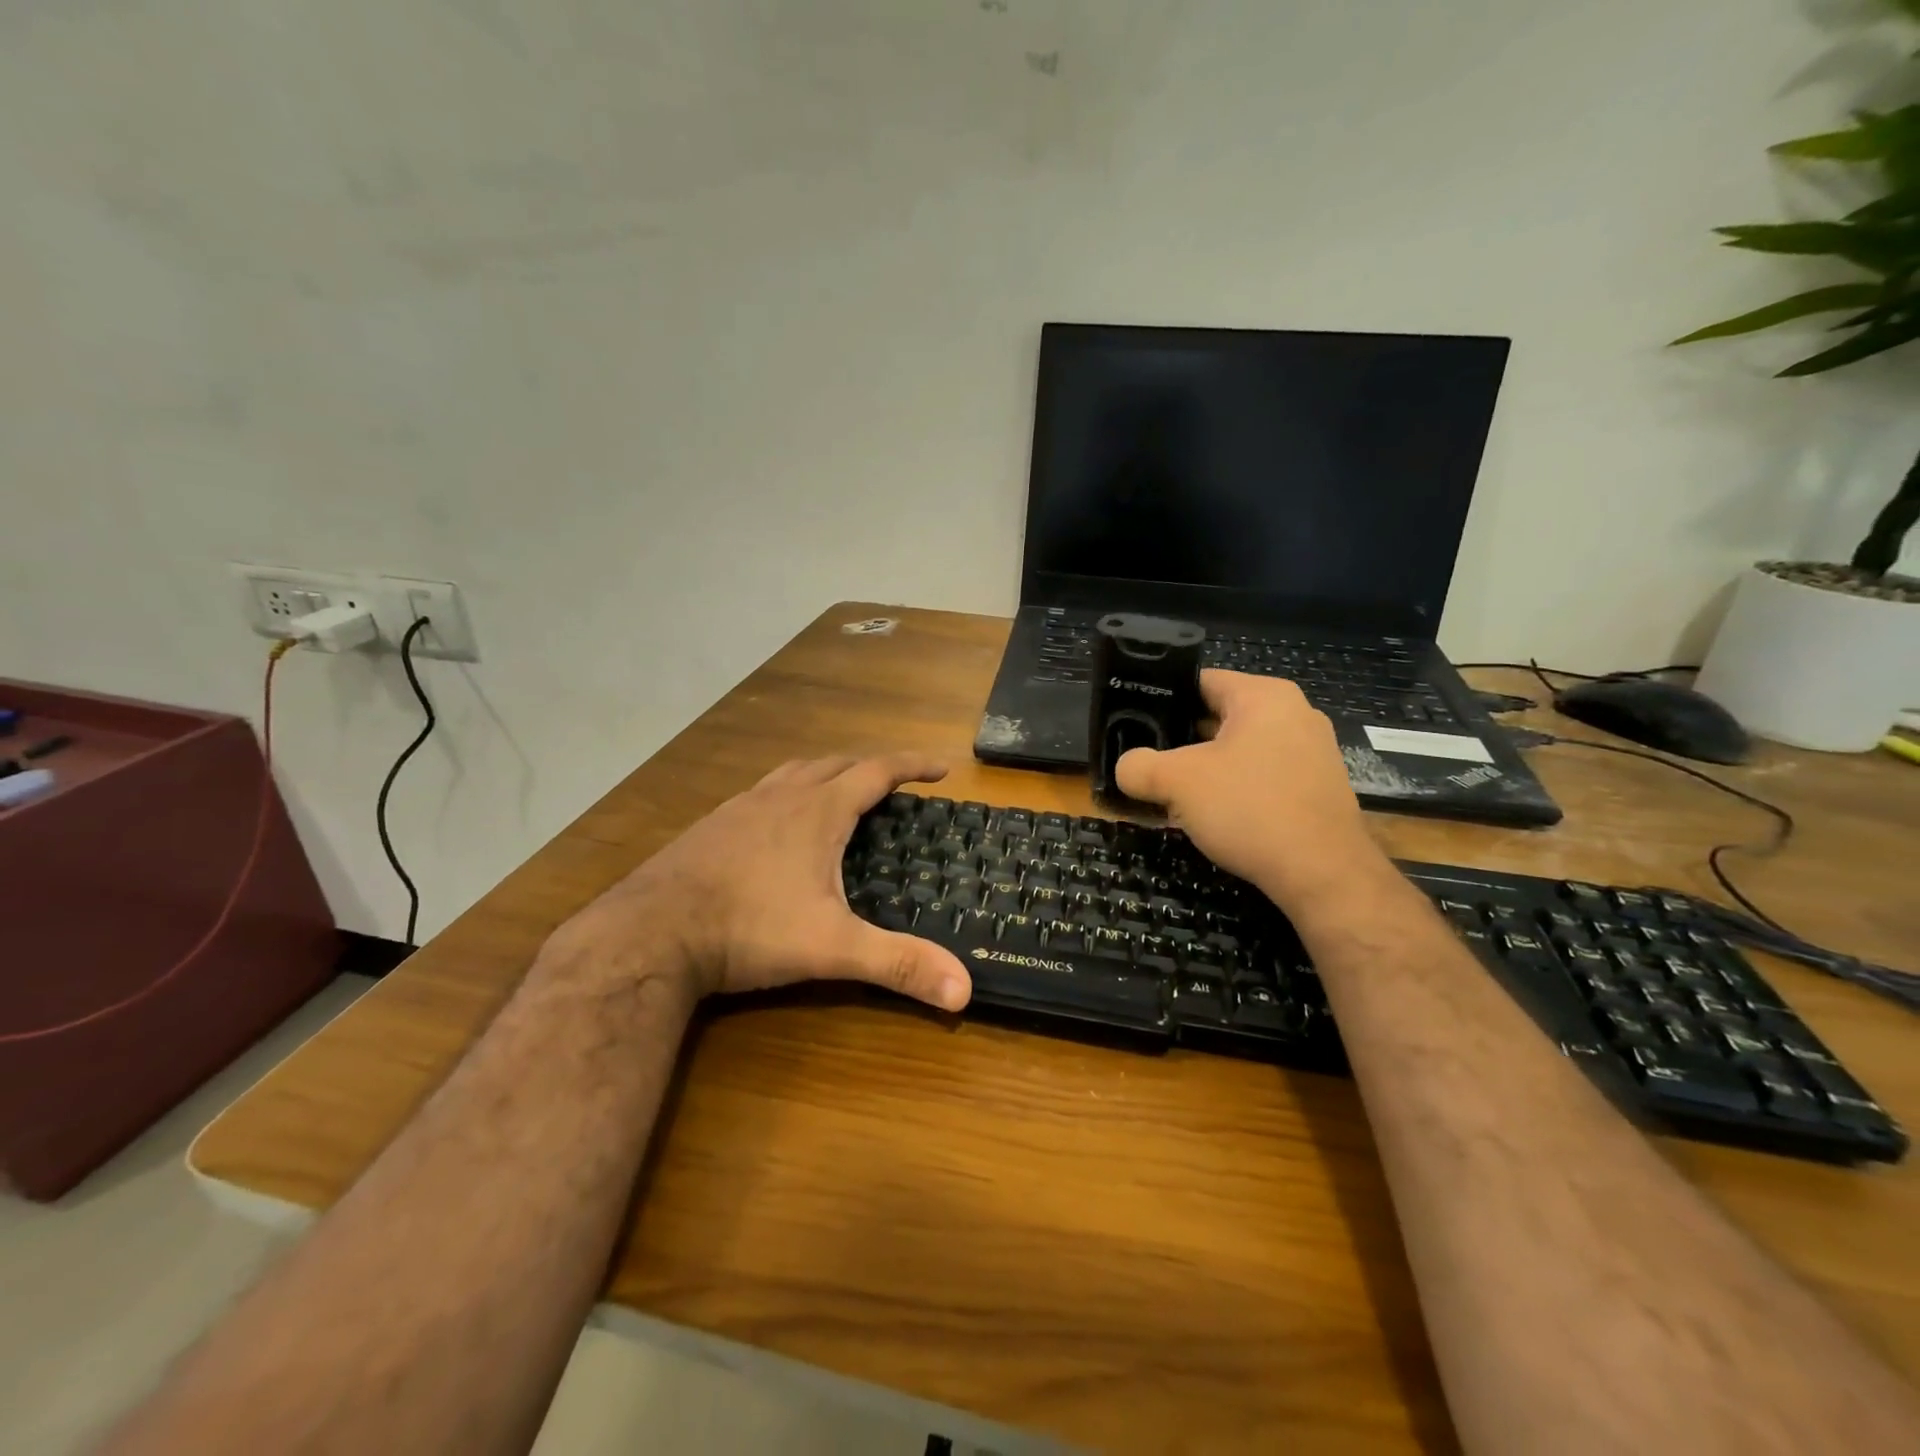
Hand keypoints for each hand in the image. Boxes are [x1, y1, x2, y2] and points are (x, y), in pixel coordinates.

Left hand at [550, 754, 971, 1011]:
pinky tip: (776, 825)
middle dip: (869, 767)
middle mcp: (781, 797)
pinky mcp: (710, 826)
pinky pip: (759, 794)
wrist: (650, 933)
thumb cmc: (749, 929)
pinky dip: (784, 794)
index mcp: (818, 812)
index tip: (940, 768)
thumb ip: (898, 964)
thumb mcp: (832, 947)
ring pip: (793, 773)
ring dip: (824, 774)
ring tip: (839, 792)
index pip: (876, 772)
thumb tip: (965, 990)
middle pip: (835, 764)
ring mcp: (740, 808)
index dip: (911, 766)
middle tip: (893, 783)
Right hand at [1115, 670, 1382, 908]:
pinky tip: (1212, 818)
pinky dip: (1233, 791)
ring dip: (1204, 771)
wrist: (1323, 875)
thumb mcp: (1177, 783)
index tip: (1133, 725)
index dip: (1160, 701)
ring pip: (1238, 751)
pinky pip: (1261, 777)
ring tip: (1171, 795)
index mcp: (1264, 696)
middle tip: (1147, 764)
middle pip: (1218, 717)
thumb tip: (1125, 767)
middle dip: (1179, 742)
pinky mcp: (1316, 788)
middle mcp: (1294, 714)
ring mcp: (1311, 752)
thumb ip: (1139, 766)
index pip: (1199, 682)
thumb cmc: (1249, 809)